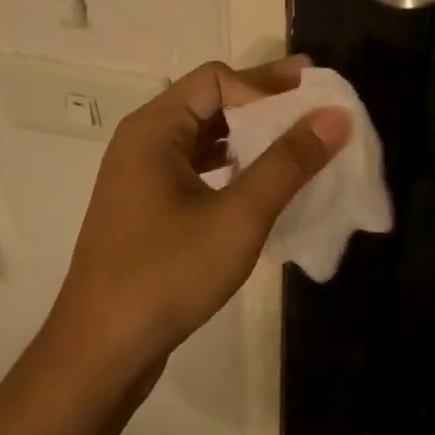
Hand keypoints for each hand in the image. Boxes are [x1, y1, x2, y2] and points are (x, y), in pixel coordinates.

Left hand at [48, 56, 350, 388]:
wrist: (99, 354)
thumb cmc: (167, 275)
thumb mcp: (238, 217)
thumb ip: (288, 163)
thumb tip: (335, 115)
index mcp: (154, 128)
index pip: (217, 80)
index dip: (266, 84)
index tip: (311, 98)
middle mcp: (143, 140)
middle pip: (209, 102)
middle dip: (263, 104)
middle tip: (314, 107)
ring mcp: (141, 175)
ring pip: (203, 136)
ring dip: (249, 136)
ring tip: (296, 141)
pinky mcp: (147, 206)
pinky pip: (195, 167)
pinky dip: (231, 165)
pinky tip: (260, 182)